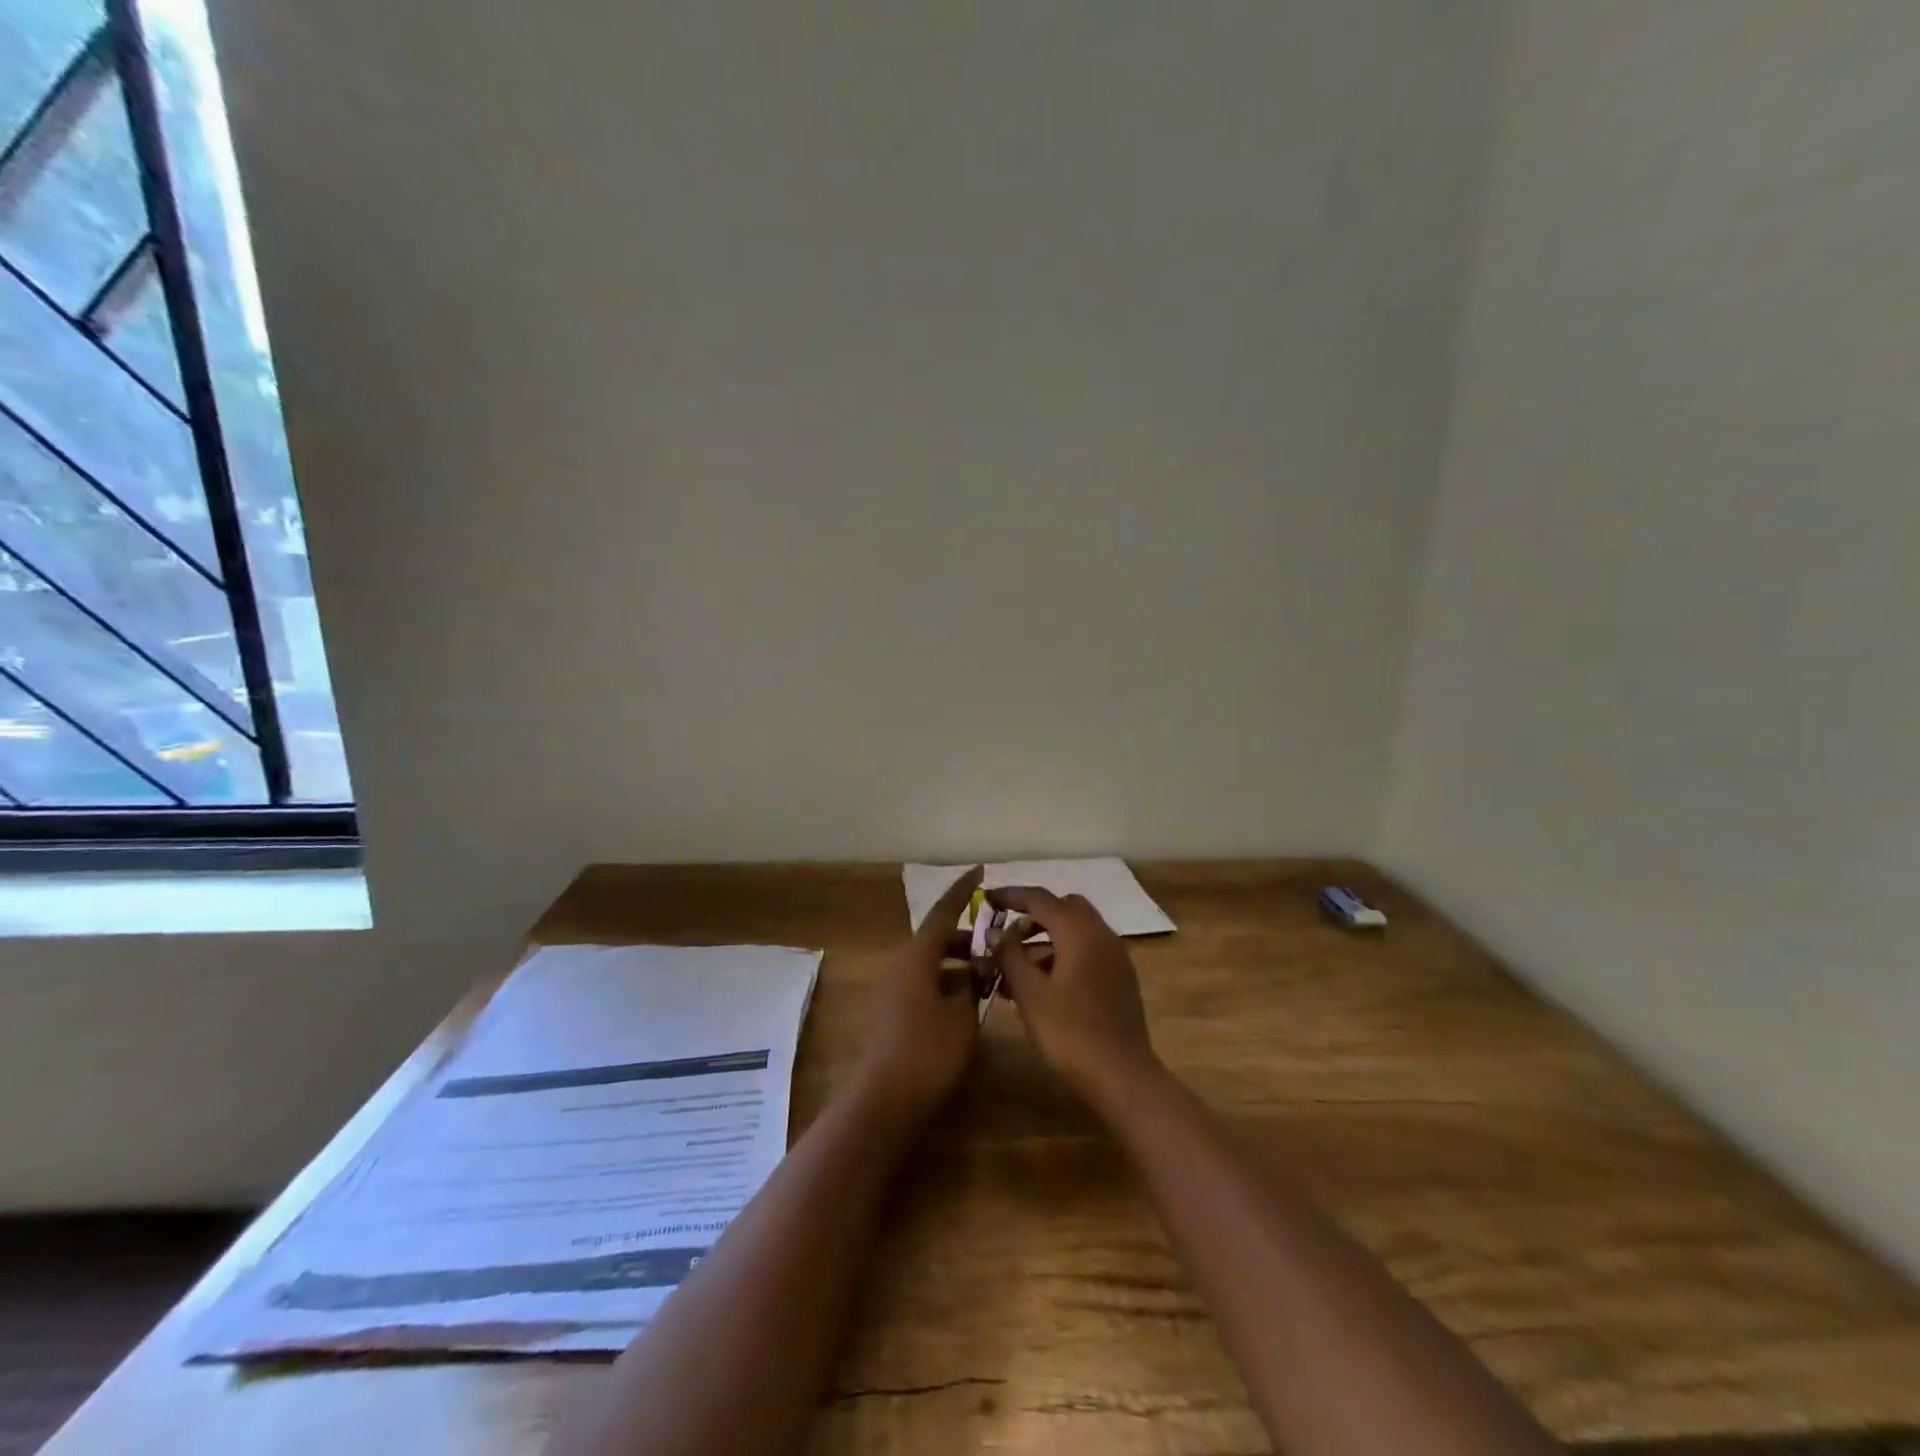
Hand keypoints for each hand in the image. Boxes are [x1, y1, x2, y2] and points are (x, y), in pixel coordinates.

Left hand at [857, 866, 984, 1119]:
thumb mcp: (963, 1016)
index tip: (981, 871)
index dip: (963, 891)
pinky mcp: (892, 1009)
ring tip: (988, 974)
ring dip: (957, 961)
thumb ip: (974, 985)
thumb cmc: (929, 1052)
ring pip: (930, 960)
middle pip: (936, 937)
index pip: (944, 912)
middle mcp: (901, 964)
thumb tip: (979, 969)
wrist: (885, 1098)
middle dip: (967, 936)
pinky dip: (946, 980)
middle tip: (997, 942)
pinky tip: (967, 999)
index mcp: (917, 957)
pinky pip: (923, 980)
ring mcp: (893, 987)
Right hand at [988, 887, 1159, 1108]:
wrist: (1122, 1075)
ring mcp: (1115, 955)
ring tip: (1017, 965)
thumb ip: (1010, 955)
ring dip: (1048, 937)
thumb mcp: (1030, 993)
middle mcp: (1101, 933)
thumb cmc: (1069, 1032)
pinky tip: (1044, 983)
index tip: (987, 898)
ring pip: (1077, 930)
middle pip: (1064, 907)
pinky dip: (1065, 953)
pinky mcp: (1120, 977)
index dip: (1011, 895)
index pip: (1040, 898)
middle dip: (1034, 914)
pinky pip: (1088, 950)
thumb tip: (995, 931)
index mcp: (1078, 931)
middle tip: (1007, 933)